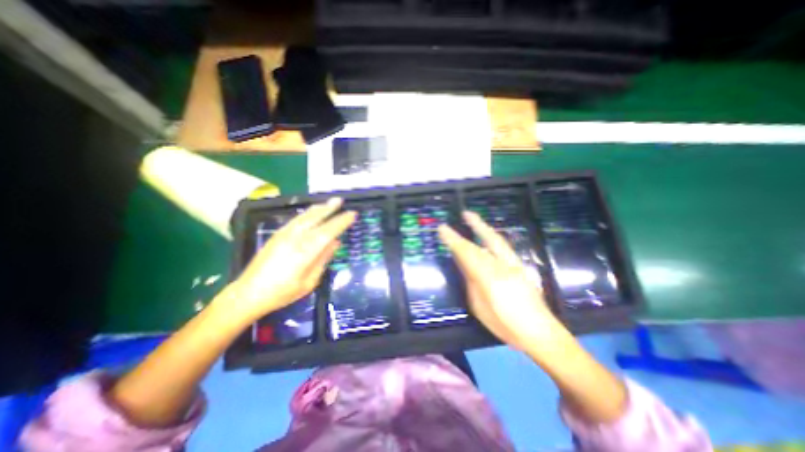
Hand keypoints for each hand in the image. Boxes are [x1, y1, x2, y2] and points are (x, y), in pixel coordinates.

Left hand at [225, 196, 353, 320]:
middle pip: (315, 219)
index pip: (328, 231)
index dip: (341, 222)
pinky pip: (295, 220)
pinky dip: (307, 213)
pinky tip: (311, 212)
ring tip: (329, 203)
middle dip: (329, 208)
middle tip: (341, 200)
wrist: (248, 294)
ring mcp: (284, 235)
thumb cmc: (282, 293)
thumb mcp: (309, 281)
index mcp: (305, 252)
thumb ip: (323, 259)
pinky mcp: (276, 235)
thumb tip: (335, 243)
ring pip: (304, 217)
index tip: (352, 214)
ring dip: (318, 208)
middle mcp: (295, 239)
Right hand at [439, 211, 564, 352]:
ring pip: (497, 241)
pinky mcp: (521, 267)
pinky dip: (492, 239)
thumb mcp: (480, 307)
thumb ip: (471, 282)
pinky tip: (487, 238)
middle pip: (487, 241)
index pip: (468, 253)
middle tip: (465, 213)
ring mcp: (515, 265)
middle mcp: (504, 266)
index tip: (443, 228)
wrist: (541, 333)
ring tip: (475, 220)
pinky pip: (503, 248)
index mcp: (490, 278)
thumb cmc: (505, 325)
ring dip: (484, 229)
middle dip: (475, 225)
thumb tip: (464, 264)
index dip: (454, 239)